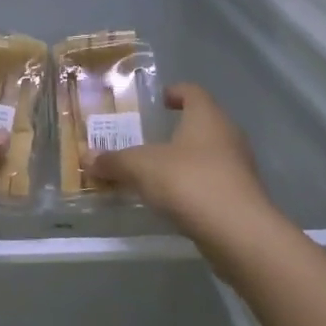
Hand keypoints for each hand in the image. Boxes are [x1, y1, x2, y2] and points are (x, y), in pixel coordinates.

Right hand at [85, 84, 269, 229]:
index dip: (174, 92)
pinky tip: (171, 200)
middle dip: (174, 129)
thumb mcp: (141, 168)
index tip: (157, 100)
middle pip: (201, 123)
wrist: (238, 232)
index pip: (192, 92)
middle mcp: (227, 136)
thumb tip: (85, 157)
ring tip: (153, 172)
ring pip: (206, 155)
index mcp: (207, 117)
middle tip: (146, 138)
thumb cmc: (189, 182)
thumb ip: (113, 161)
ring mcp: (238, 167)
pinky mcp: (240, 197)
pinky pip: (211, 182)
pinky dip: (191, 185)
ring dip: (182, 160)